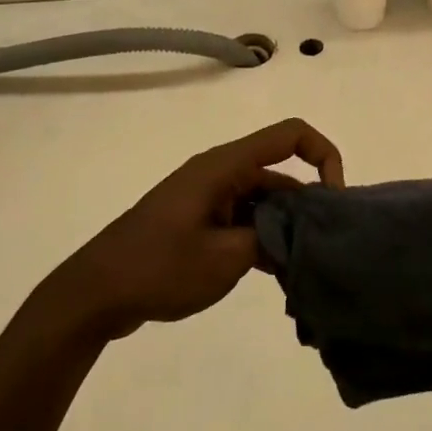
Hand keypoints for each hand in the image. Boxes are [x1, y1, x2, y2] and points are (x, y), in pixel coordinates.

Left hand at [53, 119, 344, 341]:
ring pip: (264, 203)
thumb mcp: (226, 258)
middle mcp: (220, 174)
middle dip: (308, 206)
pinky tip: (277, 274)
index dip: (323, 155)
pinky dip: (263, 241)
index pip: (290, 136)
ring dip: (285, 229)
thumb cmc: (159, 267)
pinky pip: (244, 221)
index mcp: (225, 167)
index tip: (336, 200)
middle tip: (326, 248)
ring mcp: (209, 199)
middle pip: (280, 174)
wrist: (95, 294)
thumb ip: (271, 239)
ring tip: (305, 268)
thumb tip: (298, 235)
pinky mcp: (200, 223)